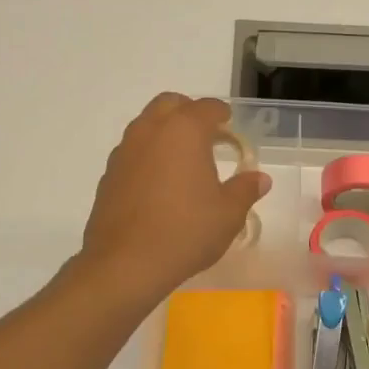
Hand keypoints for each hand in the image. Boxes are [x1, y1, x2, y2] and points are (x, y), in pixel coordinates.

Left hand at [79, 94, 268, 304]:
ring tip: (183, 160)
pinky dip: (148, 156)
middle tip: (207, 135)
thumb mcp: (228, 214)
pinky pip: (132, 152)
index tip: (229, 123)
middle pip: (170, 104)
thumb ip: (245, 190)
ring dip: (165, 132)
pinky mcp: (109, 175)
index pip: (206, 107)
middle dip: (189, 112)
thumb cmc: (186, 232)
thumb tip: (260, 178)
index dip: (221, 113)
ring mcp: (124, 151)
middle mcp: (150, 131)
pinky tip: (159, 184)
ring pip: (146, 125)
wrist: (126, 263)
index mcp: (184, 131)